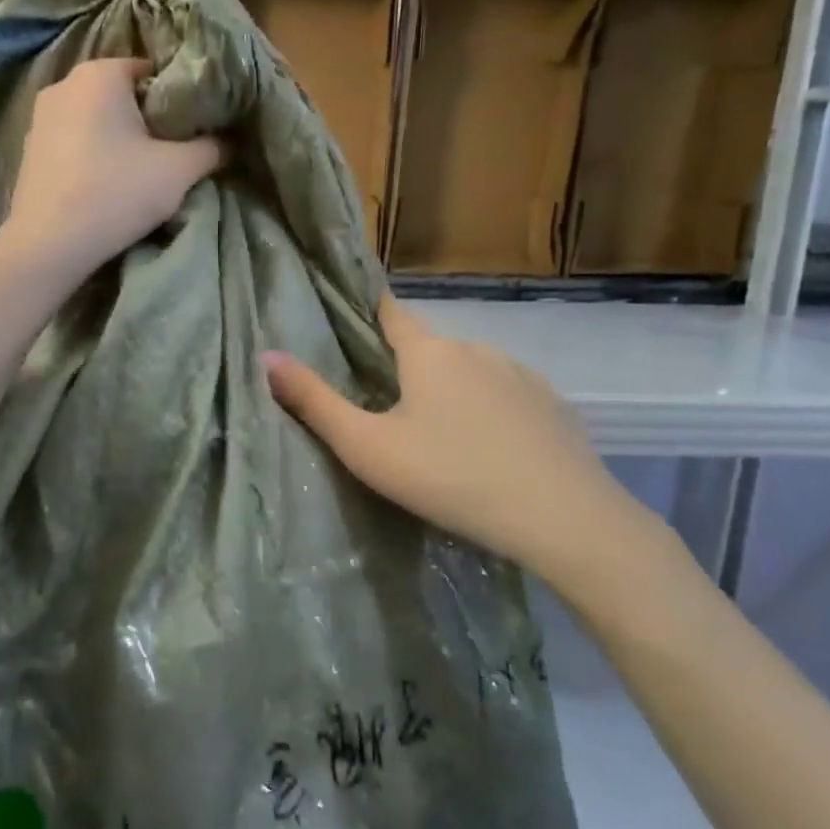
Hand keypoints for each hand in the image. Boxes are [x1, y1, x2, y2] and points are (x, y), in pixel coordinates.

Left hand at [3, 57, 223, 278]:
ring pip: (97, 119)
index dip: (179, 101)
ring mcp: (40, 116)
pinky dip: (94, 154)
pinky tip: (105, 184)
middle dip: (149, 120)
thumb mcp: (179, 171)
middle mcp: (65, 83)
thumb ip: (211, 148)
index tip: (193, 132)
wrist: (48, 245)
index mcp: (100, 74)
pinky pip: (74, 140)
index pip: (154, 71)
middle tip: (172, 154)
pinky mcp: (30, 148)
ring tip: (140, 173)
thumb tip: (228, 141)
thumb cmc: (116, 194)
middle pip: (123, 95)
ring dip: (120, 139)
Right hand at [262, 298, 672, 599]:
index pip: (391, 312)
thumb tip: (267, 357)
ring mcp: (522, 374)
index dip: (370, 310)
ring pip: (471, 372)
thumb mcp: (367, 446)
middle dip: (408, 368)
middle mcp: (476, 348)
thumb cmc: (450, 476)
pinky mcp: (554, 405)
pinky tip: (491, 450)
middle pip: (430, 348)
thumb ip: (314, 401)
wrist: (563, 518)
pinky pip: (508, 396)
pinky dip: (491, 411)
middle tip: (389, 409)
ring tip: (441, 435)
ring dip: (452, 390)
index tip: (352, 316)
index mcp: (429, 352)